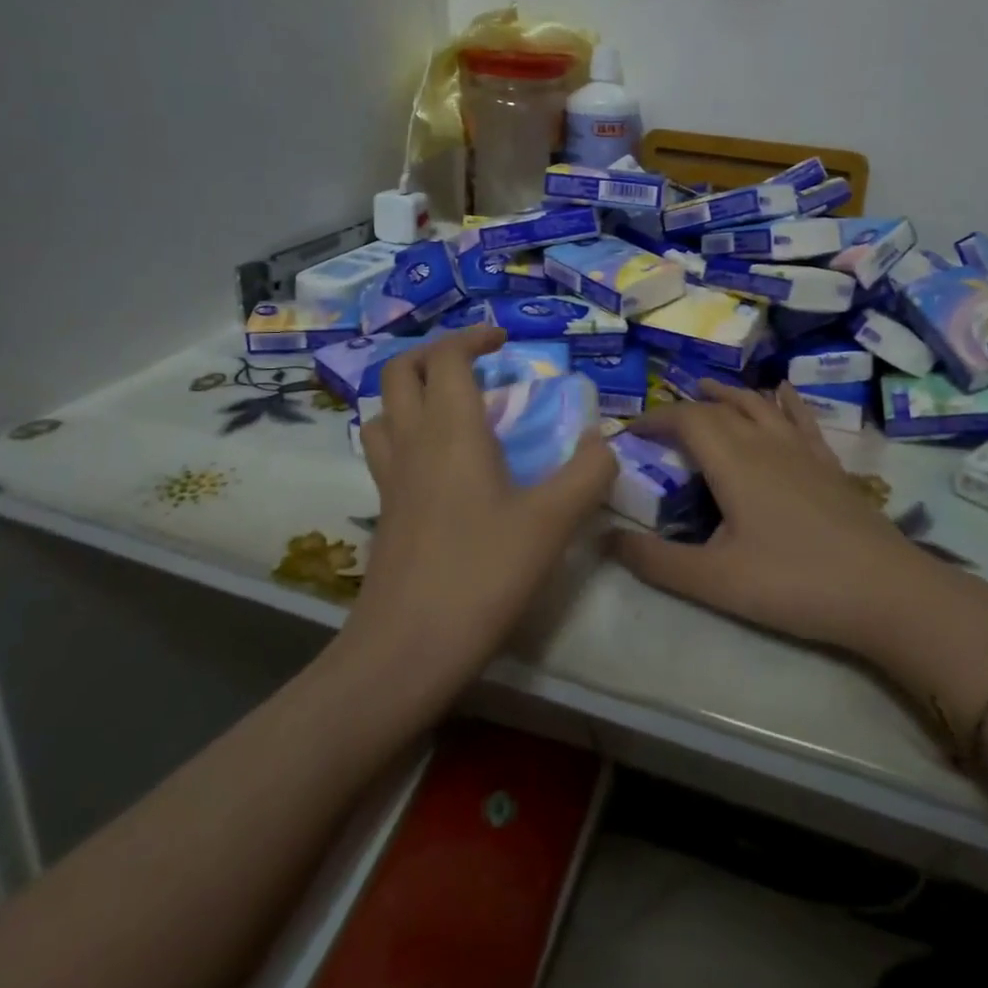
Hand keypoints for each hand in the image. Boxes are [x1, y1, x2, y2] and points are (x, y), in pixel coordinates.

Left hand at [347, 326, 615, 701]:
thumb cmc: (481, 575)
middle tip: (475, 365)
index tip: (504, 341)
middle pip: (400, 371)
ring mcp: (390, 477)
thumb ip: (587, 473)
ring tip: (453, 407)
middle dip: (435, 354)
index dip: (473, 337)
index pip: (447, 357)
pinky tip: (438, 463)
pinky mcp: (384, 510)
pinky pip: (384, 448)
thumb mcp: (551, 522)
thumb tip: (603, 441)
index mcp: (450, 429)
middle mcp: (412, 441)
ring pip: (383, 409)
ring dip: (413, 392)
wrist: (406, 649)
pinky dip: (405, 432)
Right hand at [608, 383, 931, 653]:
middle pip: (719, 409)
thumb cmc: (794, 583)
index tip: (629, 432)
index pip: (685, 420)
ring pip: (758, 404)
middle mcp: (765, 442)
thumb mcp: (715, 580)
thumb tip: (606, 537)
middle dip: (684, 409)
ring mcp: (802, 449)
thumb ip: (657, 561)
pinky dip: (784, 401)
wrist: (885, 593)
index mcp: (733, 461)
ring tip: (708, 388)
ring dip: (728, 394)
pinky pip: (801, 418)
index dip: (654, 419)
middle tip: (660, 424)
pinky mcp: (829, 463)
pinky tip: (782, 391)